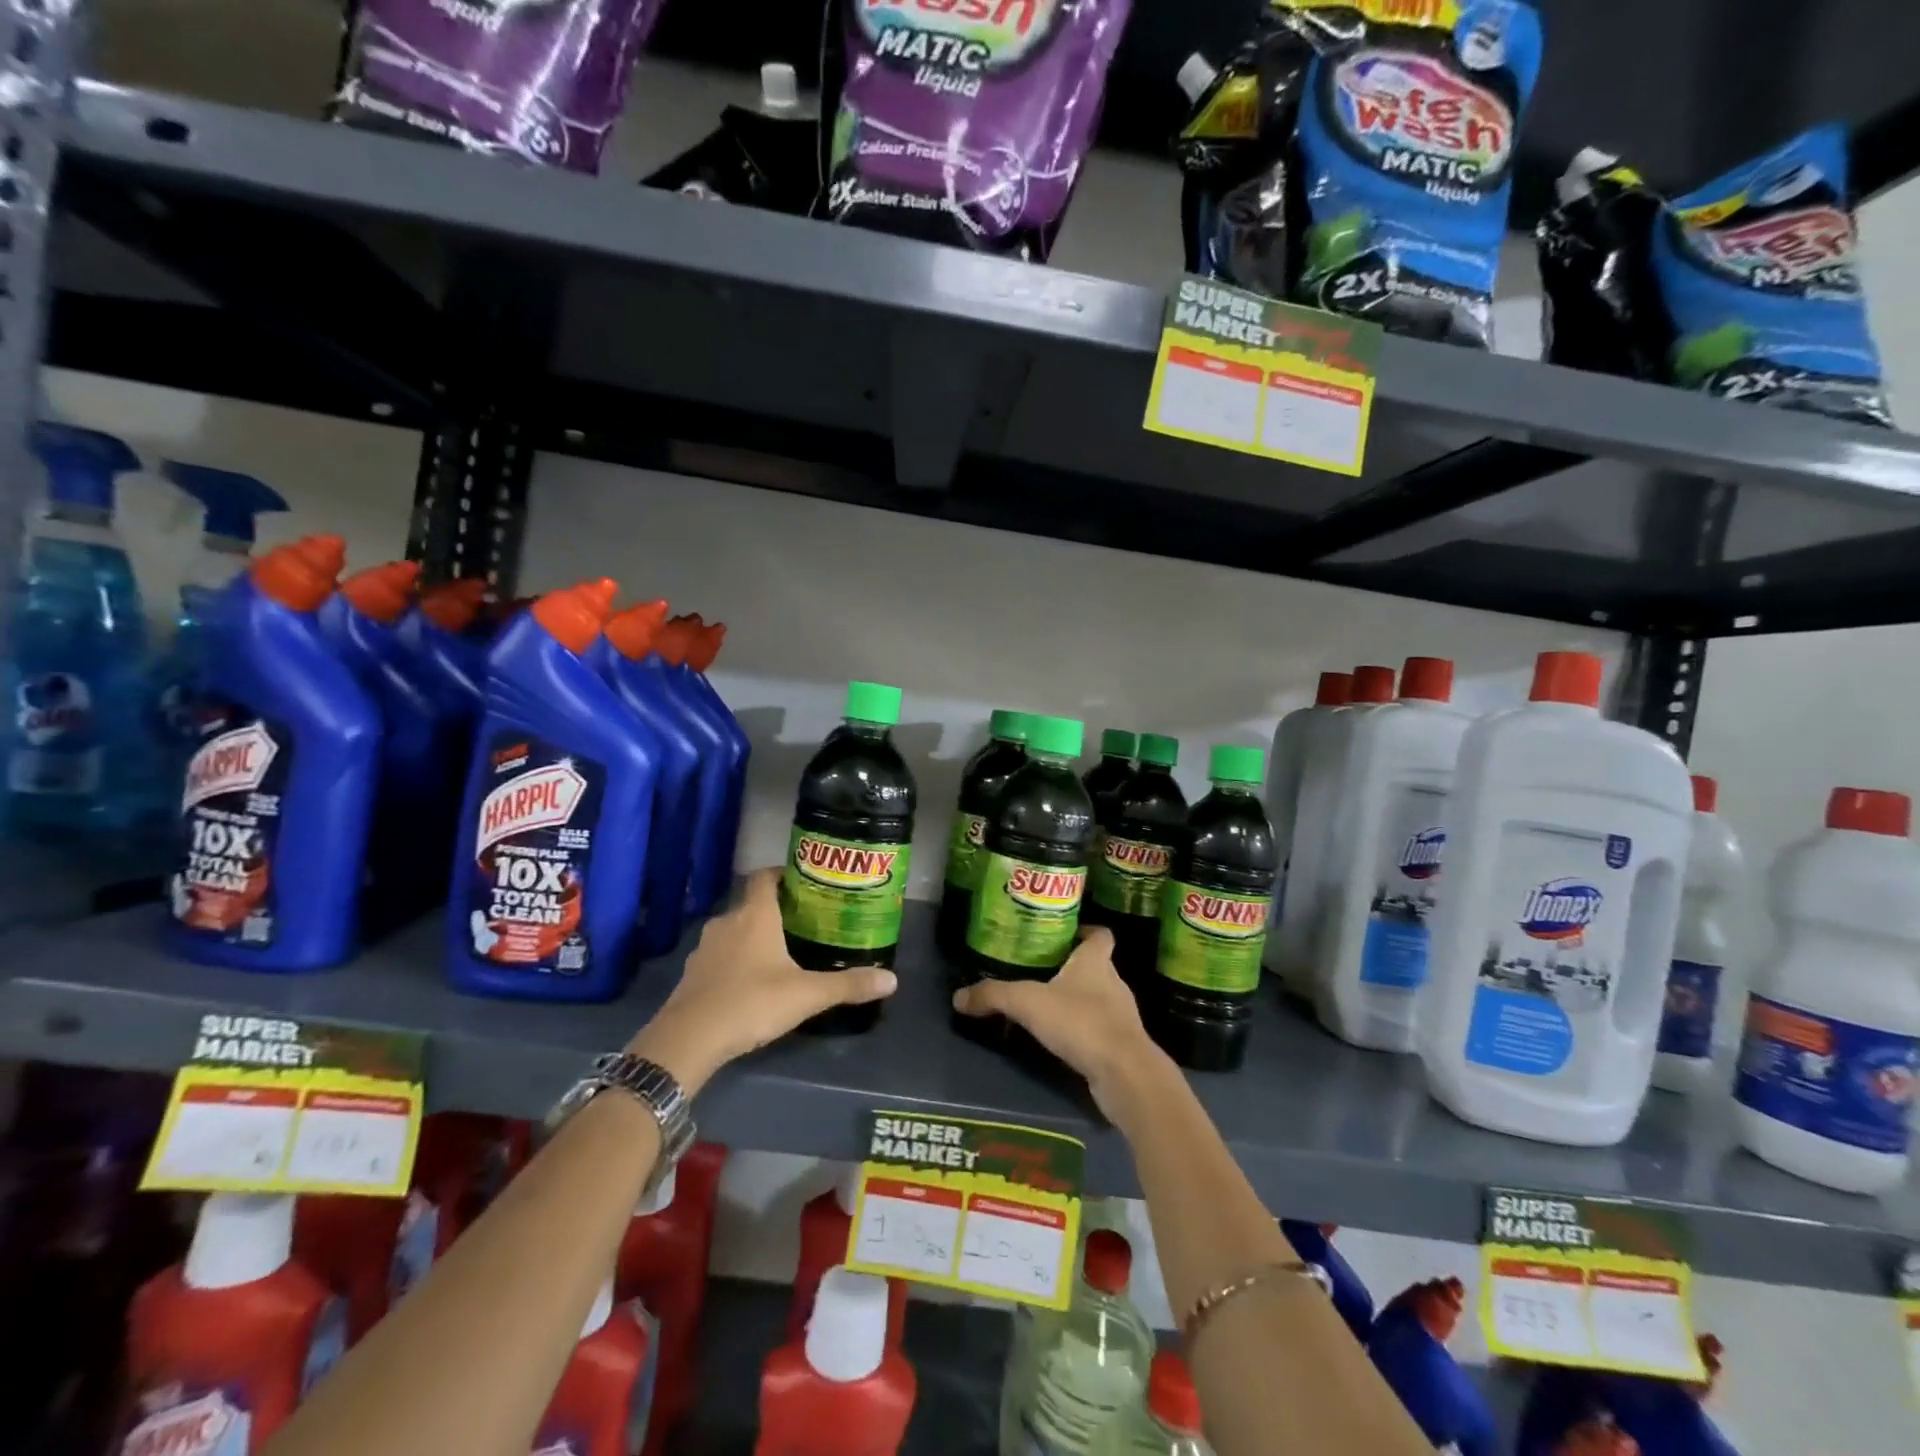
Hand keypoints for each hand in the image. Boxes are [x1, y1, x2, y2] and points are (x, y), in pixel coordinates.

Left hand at [630, 868, 896, 1092]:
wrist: (688, 1039)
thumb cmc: (751, 1002)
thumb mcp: (807, 995)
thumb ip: (848, 986)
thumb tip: (892, 979)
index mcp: (755, 915)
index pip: (764, 876)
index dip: (782, 874)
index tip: (803, 882)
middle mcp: (727, 922)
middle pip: (751, 904)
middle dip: (775, 910)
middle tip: (802, 922)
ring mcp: (705, 948)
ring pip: (734, 930)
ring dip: (753, 936)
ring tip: (779, 952)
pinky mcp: (692, 973)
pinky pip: (719, 955)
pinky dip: (735, 960)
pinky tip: (750, 982)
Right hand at [950, 927, 1168, 1121]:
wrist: (1124, 1074)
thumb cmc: (1081, 1022)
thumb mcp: (1028, 1003)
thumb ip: (994, 995)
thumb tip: (958, 997)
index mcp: (1096, 962)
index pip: (1100, 935)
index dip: (1086, 931)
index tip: (1065, 934)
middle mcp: (1113, 983)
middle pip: (1096, 966)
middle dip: (1071, 968)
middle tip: (1040, 970)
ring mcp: (1121, 1016)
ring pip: (1098, 999)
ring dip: (1076, 1001)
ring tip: (1046, 1007)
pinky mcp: (1122, 1046)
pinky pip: (1099, 1030)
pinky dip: (1082, 1031)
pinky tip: (1061, 1041)